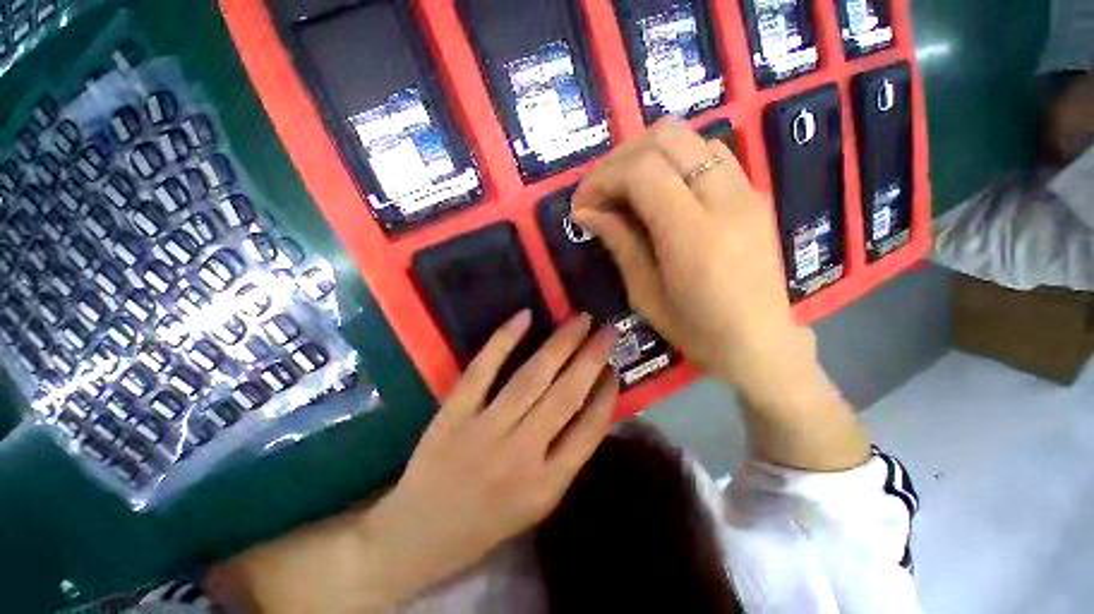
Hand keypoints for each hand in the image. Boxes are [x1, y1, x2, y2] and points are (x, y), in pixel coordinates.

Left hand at [209, 312, 618, 611]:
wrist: (418, 535)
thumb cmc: (487, 522)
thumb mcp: (538, 503)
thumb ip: (566, 456)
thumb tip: (589, 403)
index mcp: (547, 485)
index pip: (589, 430)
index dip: (606, 394)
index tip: (615, 367)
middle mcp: (521, 455)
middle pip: (566, 395)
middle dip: (592, 357)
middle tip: (608, 330)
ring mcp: (484, 430)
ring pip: (532, 377)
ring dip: (560, 343)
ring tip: (580, 320)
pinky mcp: (454, 413)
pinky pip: (482, 369)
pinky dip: (504, 339)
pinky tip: (524, 317)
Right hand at [572, 117, 813, 403]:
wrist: (761, 342)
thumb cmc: (697, 330)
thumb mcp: (645, 295)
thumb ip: (620, 244)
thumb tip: (586, 212)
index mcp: (694, 235)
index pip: (642, 171)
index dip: (603, 179)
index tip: (582, 204)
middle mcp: (726, 200)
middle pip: (666, 137)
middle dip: (621, 158)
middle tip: (601, 193)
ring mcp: (746, 190)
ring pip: (688, 137)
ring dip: (646, 155)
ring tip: (626, 191)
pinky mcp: (752, 192)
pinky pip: (707, 153)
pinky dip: (673, 161)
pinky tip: (659, 192)